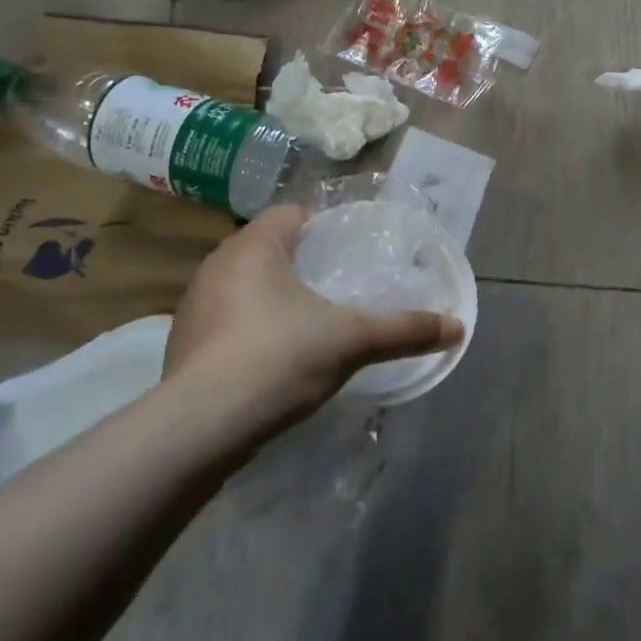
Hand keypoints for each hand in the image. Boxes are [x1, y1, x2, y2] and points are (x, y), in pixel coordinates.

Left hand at [162, 206, 463, 449]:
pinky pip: (224, 319)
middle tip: (337, 285)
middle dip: (299, 262)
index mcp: (254, 246)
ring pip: (242, 284)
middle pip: (267, 248)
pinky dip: (248, 327)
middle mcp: (216, 265)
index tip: (349, 248)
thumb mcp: (352, 341)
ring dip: (271, 295)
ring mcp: (193, 305)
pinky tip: (270, 357)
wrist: (201, 427)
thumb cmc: (278, 359)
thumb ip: (404, 330)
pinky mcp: (182, 344)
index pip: (291, 214)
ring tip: (308, 321)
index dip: (322, 225)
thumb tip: (457, 328)